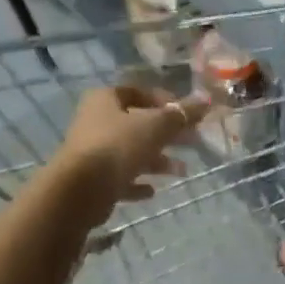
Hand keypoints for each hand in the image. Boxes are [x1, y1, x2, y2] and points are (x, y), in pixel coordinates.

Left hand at [56, 84, 208, 208]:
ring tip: (181, 171)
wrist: (78, 191)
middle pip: (137, 124)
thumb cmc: (118, 146)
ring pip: (131, 152)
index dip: (164, 100)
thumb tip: (206, 100)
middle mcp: (95, 121)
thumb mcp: (156, 126)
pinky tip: (152, 191)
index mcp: (105, 99)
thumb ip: (181, 114)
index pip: (138, 92)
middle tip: (192, 141)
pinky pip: (119, 177)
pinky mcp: (91, 180)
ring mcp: (91, 152)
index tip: (186, 114)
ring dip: (157, 160)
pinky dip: (137, 182)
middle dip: (166, 134)